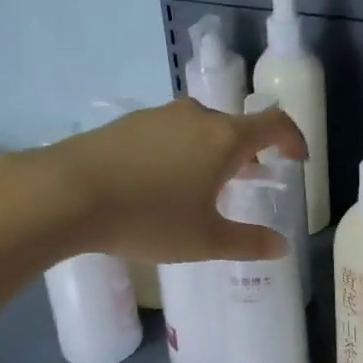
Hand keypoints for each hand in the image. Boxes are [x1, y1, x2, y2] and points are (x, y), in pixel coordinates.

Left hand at [38, 98, 305, 262]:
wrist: (66, 193)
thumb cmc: (148, 217)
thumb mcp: (204, 240)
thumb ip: (247, 242)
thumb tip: (281, 247)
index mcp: (224, 138)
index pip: (275, 124)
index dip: (293, 139)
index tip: (297, 160)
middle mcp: (196, 116)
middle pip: (236, 127)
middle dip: (250, 153)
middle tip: (252, 179)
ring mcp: (159, 116)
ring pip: (201, 129)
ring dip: (214, 152)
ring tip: (206, 185)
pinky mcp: (128, 123)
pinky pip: (170, 133)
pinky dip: (182, 151)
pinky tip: (162, 181)